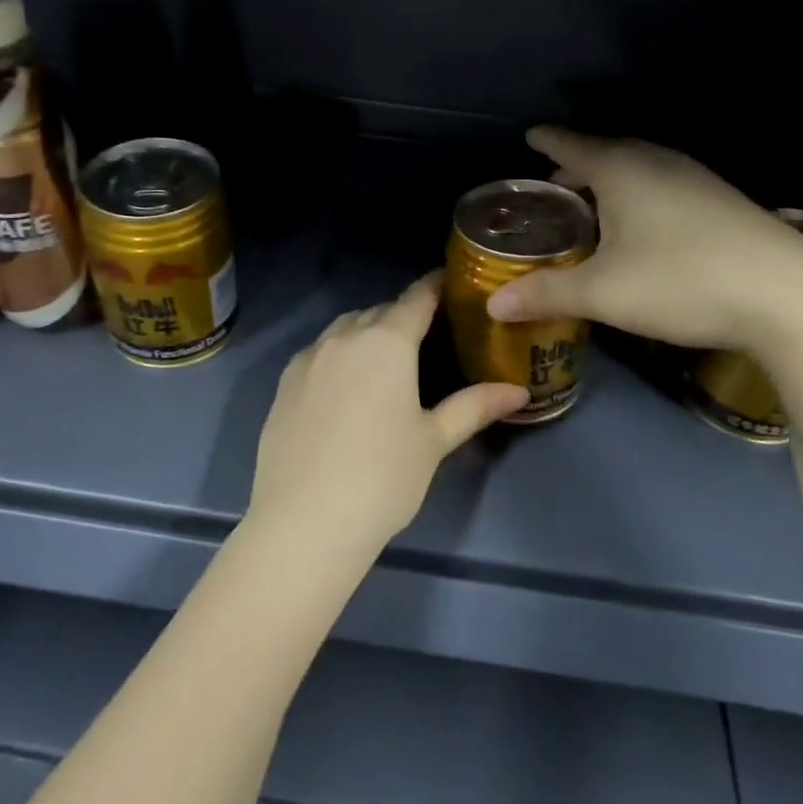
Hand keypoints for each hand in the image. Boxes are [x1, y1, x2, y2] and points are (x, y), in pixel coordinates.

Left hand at [250, 272, 527, 551]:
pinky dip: (339, 353)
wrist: (304, 521)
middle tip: (427, 333)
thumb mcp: (434, 441)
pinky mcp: (284, 381)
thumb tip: (518, 391)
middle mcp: (344, 337)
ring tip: (386, 357)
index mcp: (386, 342)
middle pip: (379, 311)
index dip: (435, 287)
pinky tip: (346, 383)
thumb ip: (474, 407)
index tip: (450, 282)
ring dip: (368, 331)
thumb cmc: (382, 478)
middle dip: (403, 314)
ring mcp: (308, 358)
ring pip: (344, 328)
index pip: (416, 299)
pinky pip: (319, 351)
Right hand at [486, 127, 802, 353]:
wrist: (788, 297)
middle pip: (607, 153)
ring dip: (611, 182)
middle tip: (553, 187)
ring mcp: (697, 180)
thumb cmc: (681, 281)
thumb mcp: (602, 293)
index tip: (530, 135)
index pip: (573, 144)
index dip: (548, 141)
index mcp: (623, 170)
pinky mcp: (723, 203)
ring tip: (593, 208)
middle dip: (577, 165)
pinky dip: (640, 196)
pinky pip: (664, 186)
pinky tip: (643, 229)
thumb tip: (494, 304)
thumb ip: (546, 294)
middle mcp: (659, 163)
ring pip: (640, 169)